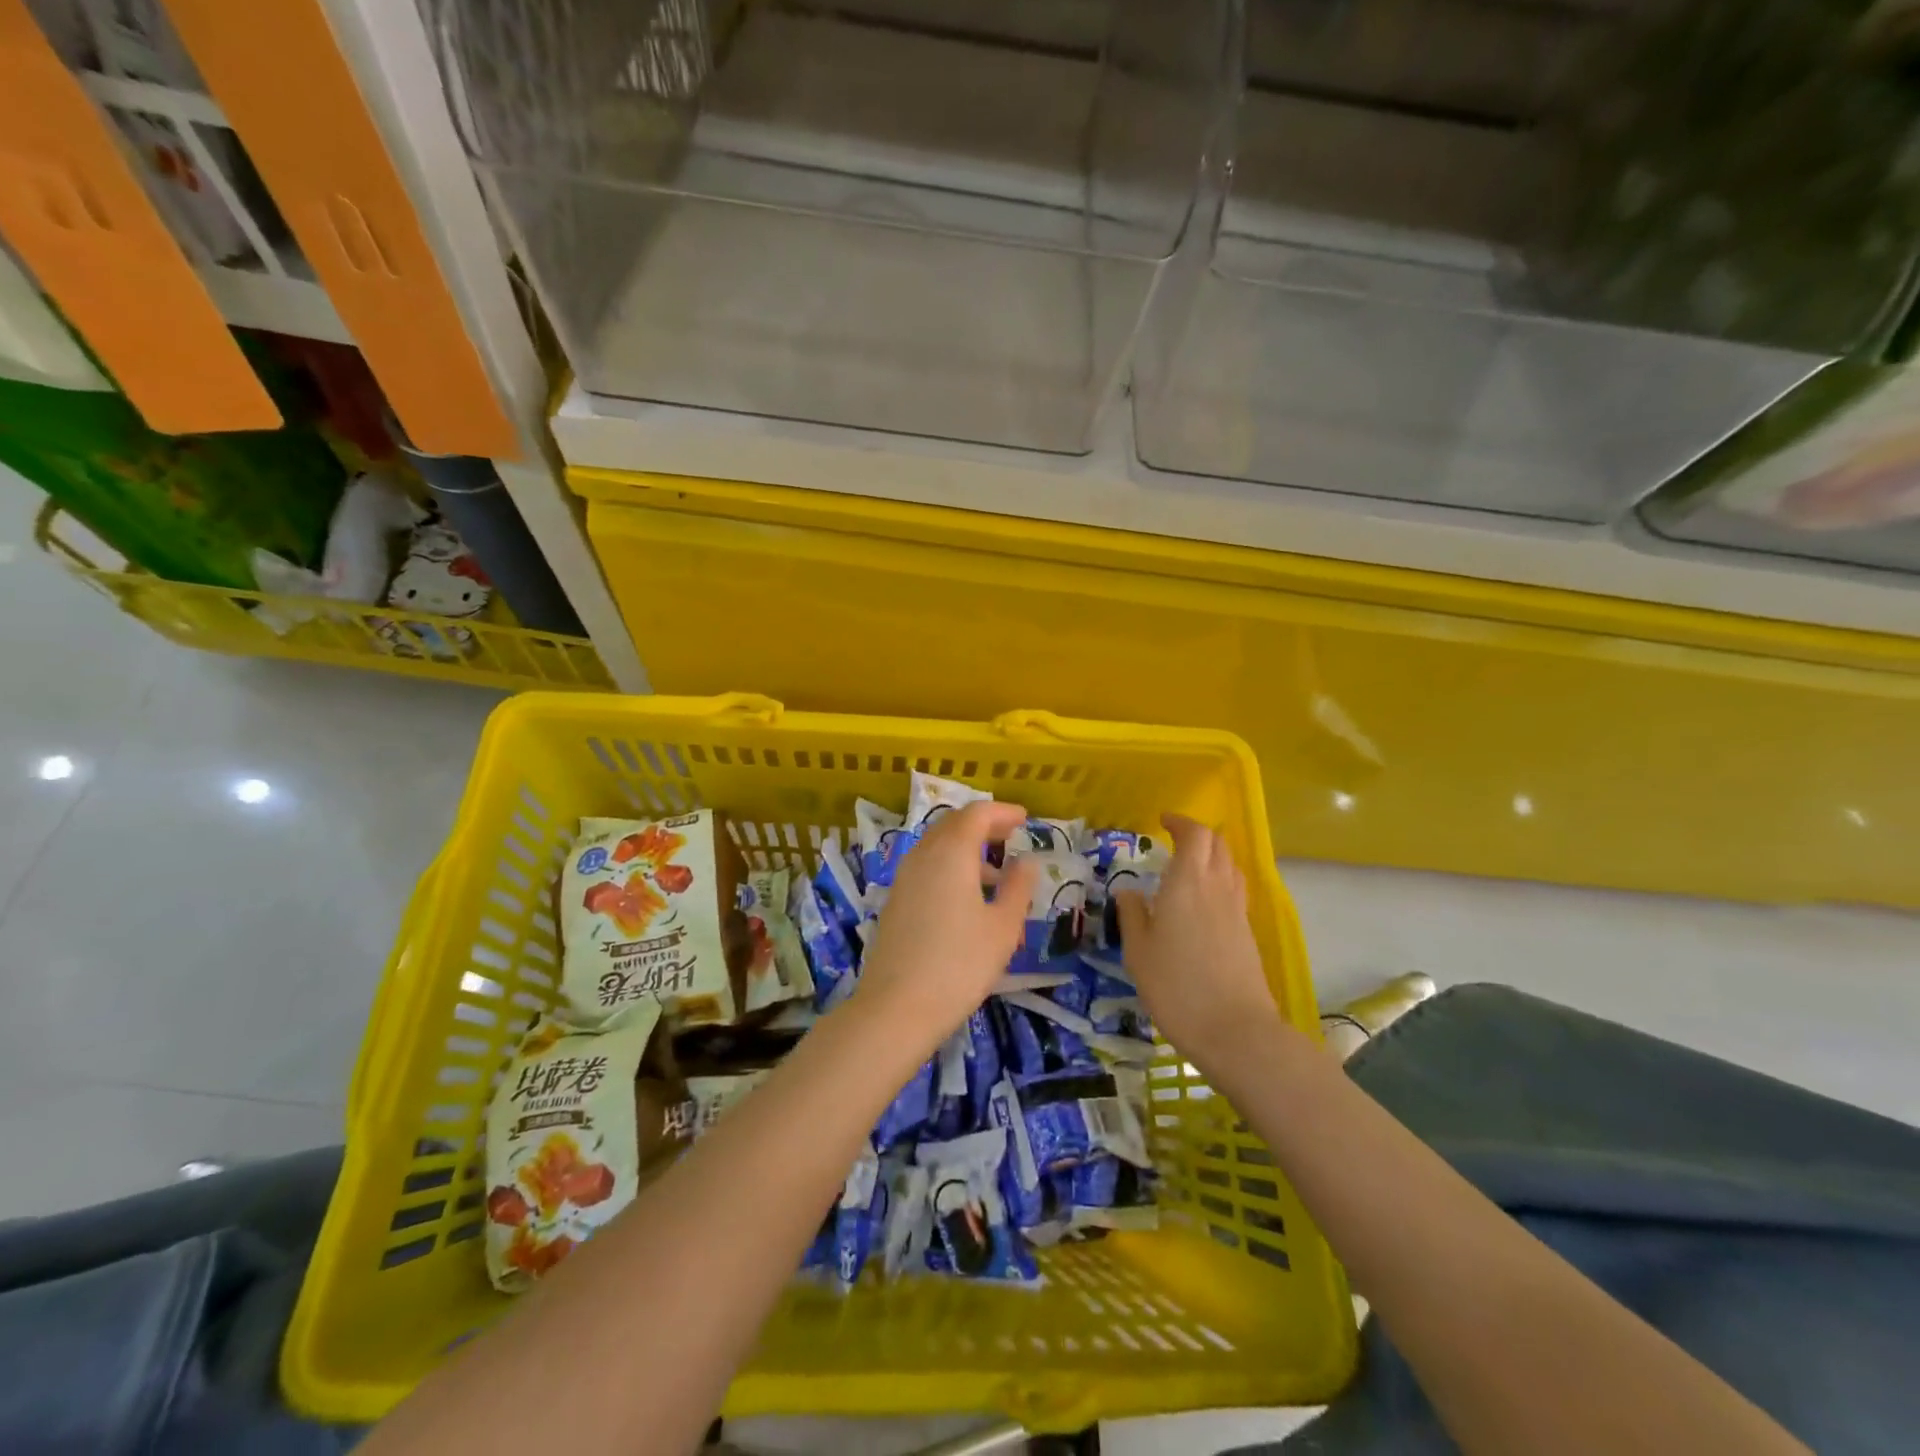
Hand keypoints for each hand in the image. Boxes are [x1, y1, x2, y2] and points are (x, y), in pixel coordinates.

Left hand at [852, 801, 1038, 1051]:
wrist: (896, 1008)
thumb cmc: (960, 964)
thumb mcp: (1003, 927)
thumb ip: (1018, 887)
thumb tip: (1027, 861)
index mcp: (951, 853)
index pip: (977, 814)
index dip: (1003, 812)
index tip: (1025, 820)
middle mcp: (923, 856)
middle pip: (953, 825)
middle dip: (984, 826)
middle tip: (1011, 837)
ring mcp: (904, 878)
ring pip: (938, 847)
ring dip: (967, 849)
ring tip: (997, 876)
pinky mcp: (895, 901)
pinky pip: (927, 868)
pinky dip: (951, 868)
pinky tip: (968, 900)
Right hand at [1115, 813, 1283, 1073]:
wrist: (1234, 1031)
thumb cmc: (1175, 987)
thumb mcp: (1138, 951)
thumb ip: (1132, 915)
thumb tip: (1128, 890)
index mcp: (1187, 882)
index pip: (1194, 835)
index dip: (1180, 822)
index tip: (1163, 821)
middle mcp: (1217, 887)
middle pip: (1218, 844)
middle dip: (1197, 834)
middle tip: (1174, 840)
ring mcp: (1237, 910)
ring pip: (1230, 865)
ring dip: (1212, 855)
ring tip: (1190, 866)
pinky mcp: (1247, 932)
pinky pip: (1235, 889)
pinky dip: (1220, 880)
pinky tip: (1204, 901)